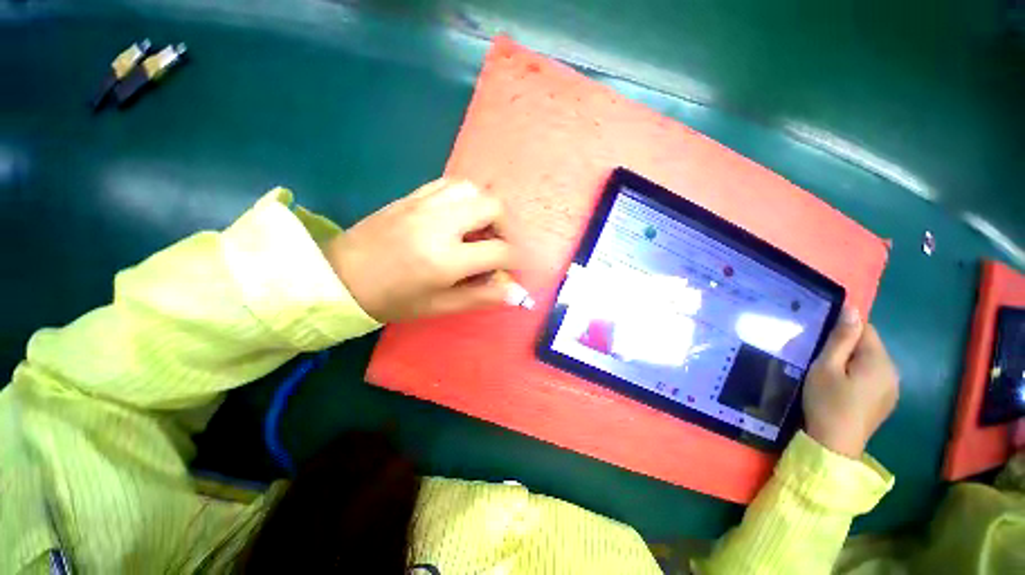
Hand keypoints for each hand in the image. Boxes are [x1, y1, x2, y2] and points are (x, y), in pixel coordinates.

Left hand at [322, 179, 515, 322]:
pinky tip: (460, 216)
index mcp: (445, 259)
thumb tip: (517, 292)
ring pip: (473, 189)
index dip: (513, 261)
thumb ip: (482, 297)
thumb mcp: (440, 306)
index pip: (499, 251)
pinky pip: (449, 184)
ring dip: (486, 209)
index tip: (510, 269)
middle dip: (506, 228)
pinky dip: (465, 198)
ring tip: (480, 230)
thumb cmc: (392, 300)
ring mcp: (424, 204)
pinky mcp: (412, 195)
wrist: (340, 278)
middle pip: (494, 206)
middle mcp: (439, 223)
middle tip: (498, 247)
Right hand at [802, 308, 899, 458]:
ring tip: (832, 376)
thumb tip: (852, 310)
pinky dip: (859, 376)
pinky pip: (875, 377)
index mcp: (879, 361)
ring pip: (872, 362)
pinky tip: (845, 390)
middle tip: (823, 362)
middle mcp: (893, 371)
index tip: (823, 342)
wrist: (835, 445)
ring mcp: (893, 388)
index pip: (866, 329)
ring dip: (853, 362)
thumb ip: (841, 339)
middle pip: (871, 346)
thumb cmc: (827, 401)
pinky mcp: (888, 401)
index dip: (843, 330)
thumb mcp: (826, 367)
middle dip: (848, 348)